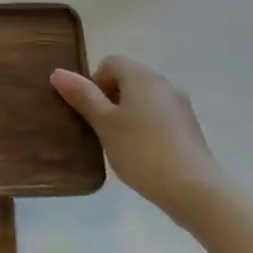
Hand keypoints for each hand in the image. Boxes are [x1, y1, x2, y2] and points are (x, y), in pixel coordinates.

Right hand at [52, 56, 222, 224]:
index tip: (91, 112)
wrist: (194, 189)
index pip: (110, 63)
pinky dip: (147, 129)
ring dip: (128, 115)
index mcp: (141, 76)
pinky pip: (160, 118)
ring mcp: (180, 106)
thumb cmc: (142, 151)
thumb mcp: (105, 124)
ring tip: (121, 146)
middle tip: (101, 130)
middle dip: (110, 100)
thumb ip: (83, 97)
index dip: (94, 83)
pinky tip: (143, 156)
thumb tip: (58, 72)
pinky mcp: (190, 128)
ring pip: (144, 100)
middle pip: (128, 80)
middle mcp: (163, 84)